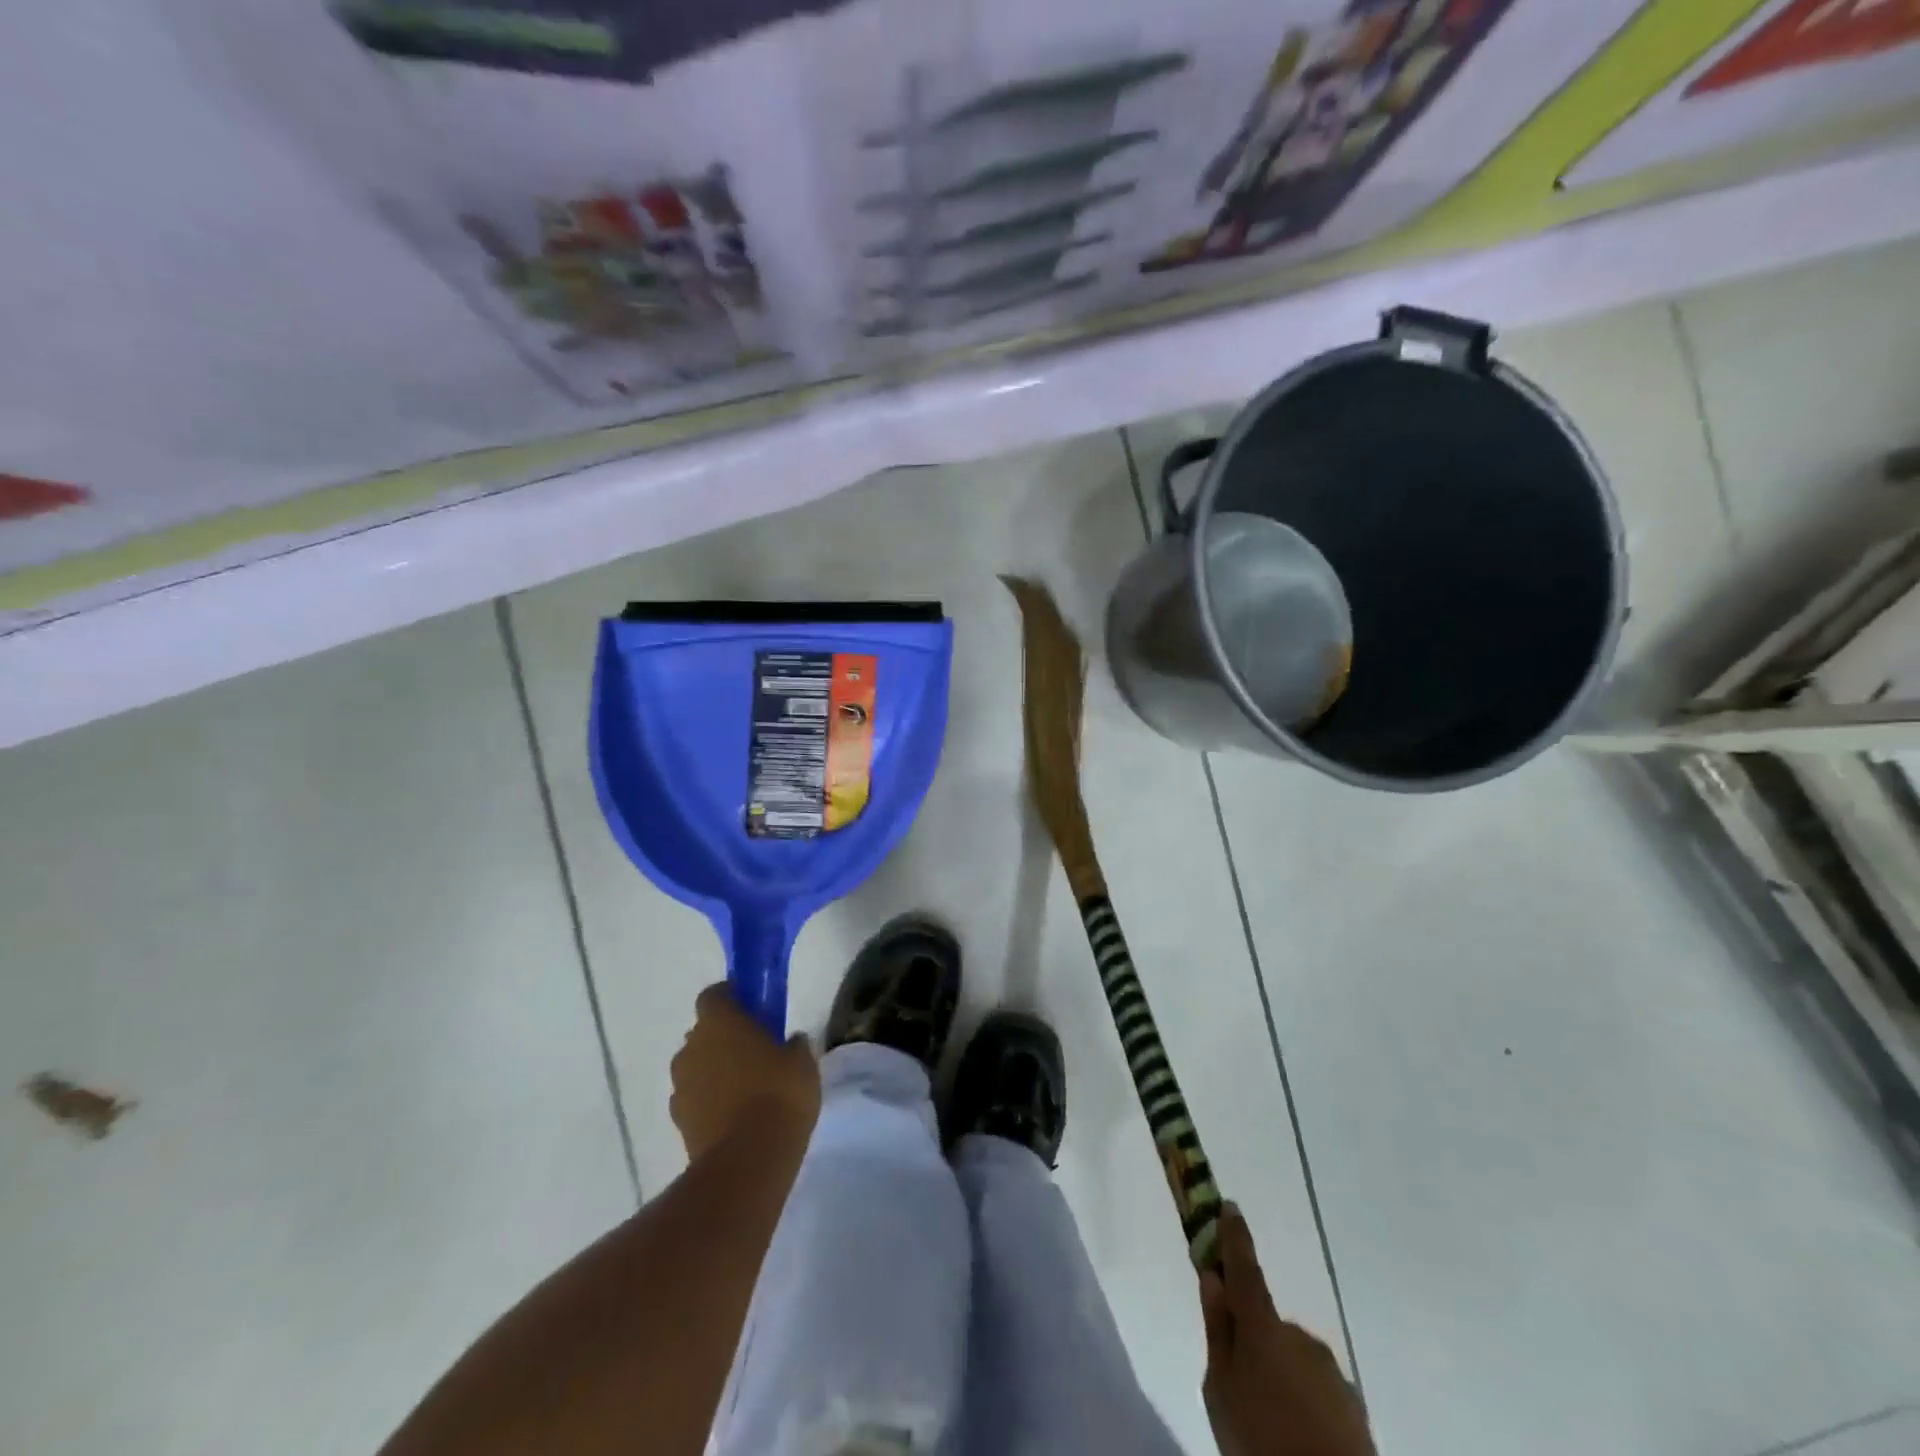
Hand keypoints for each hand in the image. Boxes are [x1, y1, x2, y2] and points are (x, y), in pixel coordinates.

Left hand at [669, 984, 818, 1163]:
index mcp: (718, 1022)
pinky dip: (710, 1101)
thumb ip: (793, 1044)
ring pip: (697, 1066)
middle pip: (704, 1031)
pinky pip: (695, 1098)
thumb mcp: (802, 1062)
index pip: (714, 994)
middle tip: (756, 1049)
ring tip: (747, 1088)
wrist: (748, 1161)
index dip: (731, 997)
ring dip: (715, 1070)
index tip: (753, 1007)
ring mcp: (681, 1086)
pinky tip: (736, 1116)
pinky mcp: (679, 1122)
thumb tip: (790, 1041)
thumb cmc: (779, 1094)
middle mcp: (691, 1048)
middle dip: (724, 1036)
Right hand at [1200, 1205, 1374, 1455]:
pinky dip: (1302, 1402)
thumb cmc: (1261, 1441)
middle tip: (1240, 1383)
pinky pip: (1316, 1389)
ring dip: (1279, 1376)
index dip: (1234, 1237)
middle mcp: (1300, 1336)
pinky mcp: (1354, 1406)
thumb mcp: (1220, 1390)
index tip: (1229, 1206)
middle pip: (1267, 1325)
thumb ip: (1217, 1331)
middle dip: (1254, 1342)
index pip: (1244, 1268)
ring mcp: (1331, 1371)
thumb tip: (1213, 1280)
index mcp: (1262, 1327)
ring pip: (1292, 1360)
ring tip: (1270, 1421)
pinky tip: (1297, 1435)